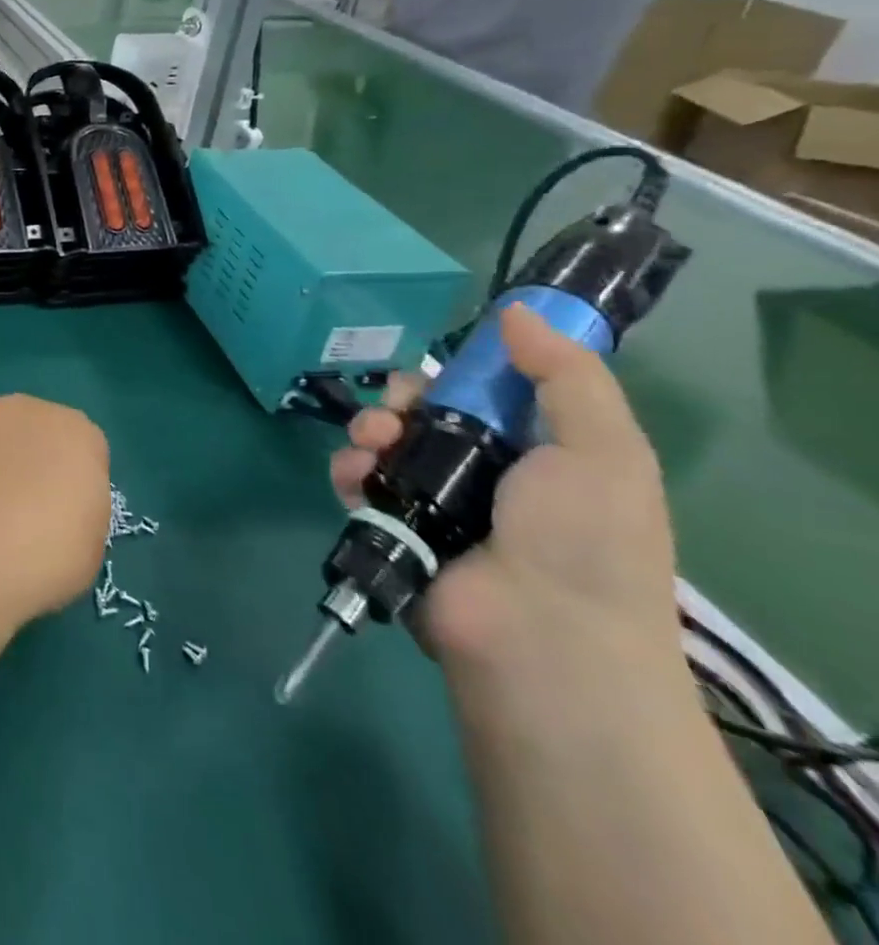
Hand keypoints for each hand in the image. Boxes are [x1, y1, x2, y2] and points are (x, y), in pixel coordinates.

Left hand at [0, 388, 109, 628]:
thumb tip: (57, 501)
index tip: (60, 520)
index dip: (72, 486)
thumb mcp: (89, 546)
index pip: (84, 449)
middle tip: (18, 511)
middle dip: (29, 459)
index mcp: (78, 433)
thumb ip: (80, 506)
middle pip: (35, 427)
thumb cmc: (41, 561)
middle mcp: (29, 408)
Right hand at [330, 305, 684, 686]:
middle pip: (425, 414)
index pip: (486, 396)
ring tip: (372, 443)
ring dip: (368, 429)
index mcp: (538, 456)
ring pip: (383, 443)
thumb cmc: (581, 539)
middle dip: (402, 400)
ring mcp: (434, 505)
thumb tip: (516, 311)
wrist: (539, 638)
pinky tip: (355, 474)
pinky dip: (348, 470)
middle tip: (399, 410)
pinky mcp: (392, 528)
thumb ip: (564, 376)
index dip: (459, 374)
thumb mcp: (602, 449)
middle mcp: (485, 477)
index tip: (443, 369)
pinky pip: (356, 482)